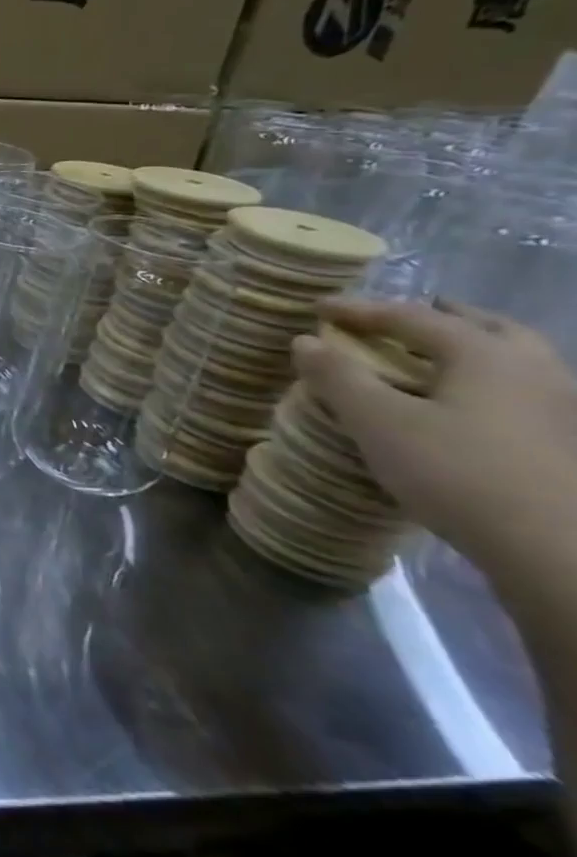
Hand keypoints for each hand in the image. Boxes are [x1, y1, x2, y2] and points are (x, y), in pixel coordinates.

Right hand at [291, 297, 576, 563]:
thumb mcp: (378, 422)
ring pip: (513, 359)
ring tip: (429, 359)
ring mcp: (559, 407)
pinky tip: (464, 404)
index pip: (412, 317)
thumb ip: (339, 377)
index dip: (360, 310)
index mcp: (487, 354)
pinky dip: (485, 381)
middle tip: (396, 321)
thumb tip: (305, 341)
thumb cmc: (457, 472)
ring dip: (468, 348)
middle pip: (484, 327)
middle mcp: (532, 369)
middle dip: (436, 318)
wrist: (555, 548)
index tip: (319, 307)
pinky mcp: (564, 442)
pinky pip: (520, 391)